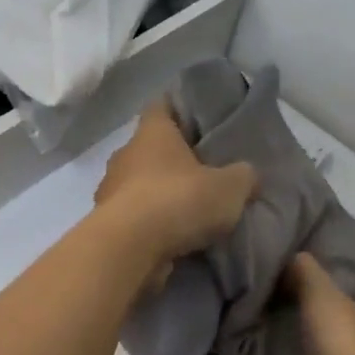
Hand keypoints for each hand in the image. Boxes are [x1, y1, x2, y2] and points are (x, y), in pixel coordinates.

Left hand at [94, 101, 256, 274]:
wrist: (128, 249)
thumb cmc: (177, 201)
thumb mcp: (229, 187)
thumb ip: (242, 176)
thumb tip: (247, 174)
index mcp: (152, 132)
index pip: (163, 105)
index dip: (181, 108)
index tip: (201, 120)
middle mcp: (126, 154)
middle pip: (151, 148)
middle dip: (175, 159)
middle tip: (206, 171)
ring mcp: (111, 189)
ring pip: (141, 184)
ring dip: (161, 194)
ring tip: (191, 209)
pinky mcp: (107, 223)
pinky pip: (134, 216)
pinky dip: (151, 223)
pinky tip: (174, 236)